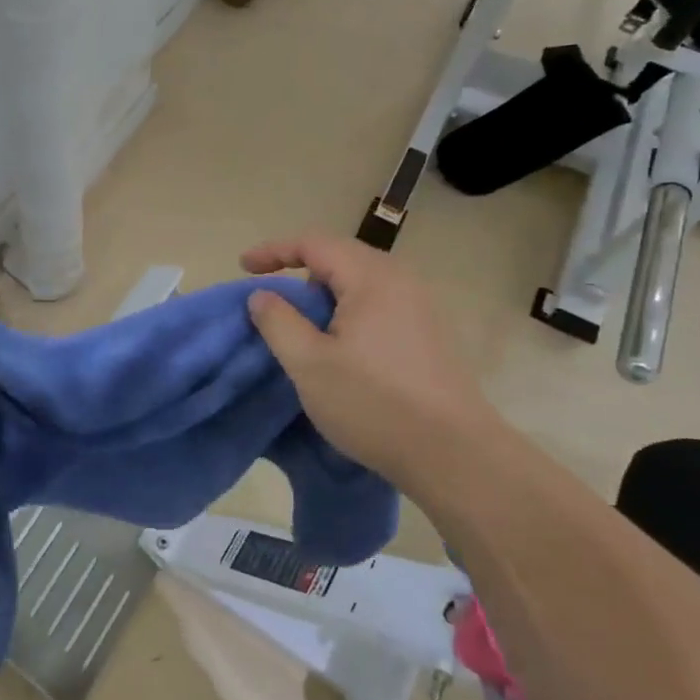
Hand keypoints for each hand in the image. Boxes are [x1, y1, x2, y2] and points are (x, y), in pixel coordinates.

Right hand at [243, 233, 498, 482]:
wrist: (455, 454)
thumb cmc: (373, 403)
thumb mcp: (308, 364)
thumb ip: (278, 322)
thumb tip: (262, 295)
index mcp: (371, 278)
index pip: (314, 244)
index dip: (274, 251)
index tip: (243, 268)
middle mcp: (401, 281)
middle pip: (341, 257)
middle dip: (300, 270)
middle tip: (271, 296)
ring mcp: (422, 307)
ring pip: (362, 283)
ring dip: (325, 294)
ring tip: (302, 323)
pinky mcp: (430, 335)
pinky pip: (380, 304)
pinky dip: (349, 311)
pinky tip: (340, 344)